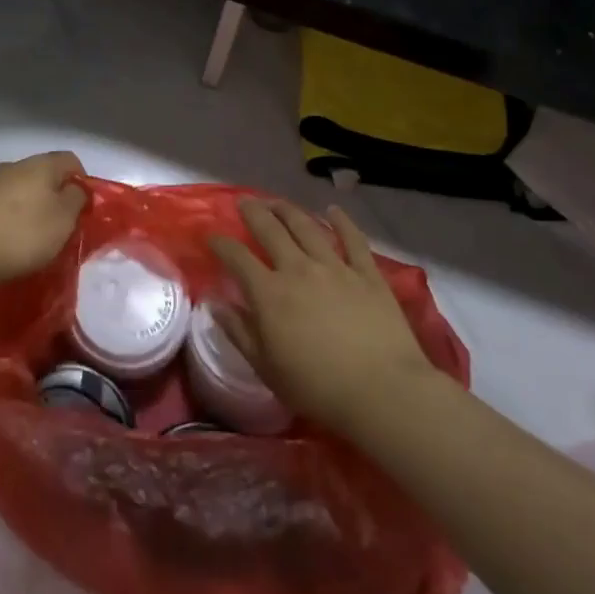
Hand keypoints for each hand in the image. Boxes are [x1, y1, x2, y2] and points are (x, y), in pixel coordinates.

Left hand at [0, 151, 87, 287]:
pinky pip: (3, 205)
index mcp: (41, 164)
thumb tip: (75, 189)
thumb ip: (76, 200)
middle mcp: (15, 165)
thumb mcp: (63, 220)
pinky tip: (9, 242)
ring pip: (23, 190)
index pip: (71, 160)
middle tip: (61, 228)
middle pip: (45, 175)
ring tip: (35, 240)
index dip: (82, 182)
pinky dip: (11, 219)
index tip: (84, 210)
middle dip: (56, 197)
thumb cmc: (21, 234)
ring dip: (32, 209)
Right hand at [208, 200, 438, 434]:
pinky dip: (342, 221)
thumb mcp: (267, 369)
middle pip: (270, 229)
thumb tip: (214, 305)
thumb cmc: (318, 388)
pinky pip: (352, 239)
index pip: (237, 258)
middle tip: (244, 202)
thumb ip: (239, 332)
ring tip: (277, 202)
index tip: (211, 236)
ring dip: (288, 210)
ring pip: (306, 226)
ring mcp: (335, 266)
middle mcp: (298, 268)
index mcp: (270, 293)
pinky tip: (333, 210)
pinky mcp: (367, 273)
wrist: (383, 391)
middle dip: (253, 212)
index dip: (221, 244)